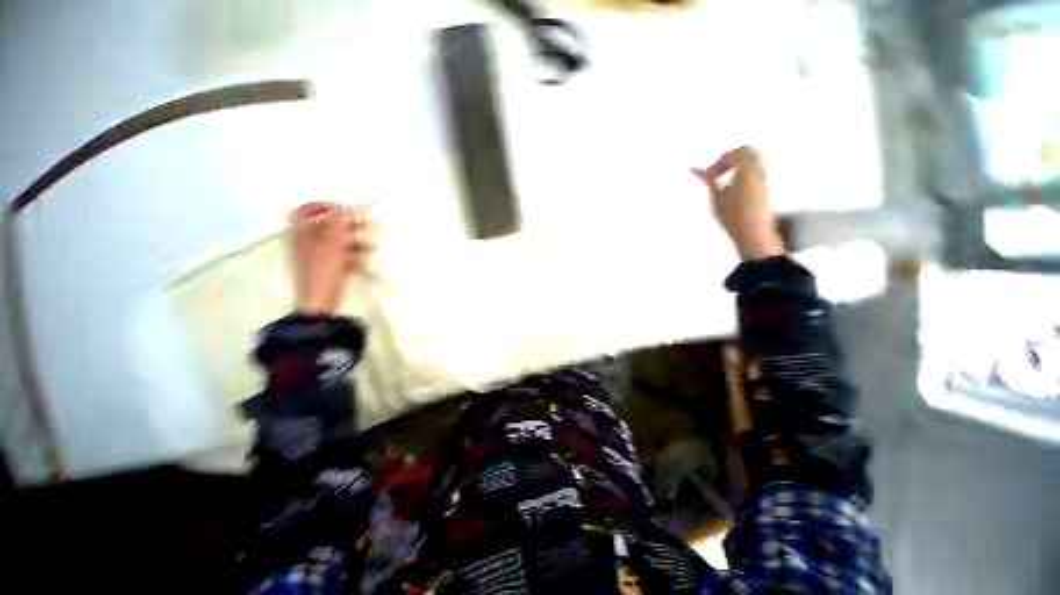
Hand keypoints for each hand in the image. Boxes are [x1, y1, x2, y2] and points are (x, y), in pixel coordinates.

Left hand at [288, 202, 377, 315]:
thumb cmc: (323, 269)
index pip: (309, 208)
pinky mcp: (328, 266)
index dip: (328, 206)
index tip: (346, 210)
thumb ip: (340, 221)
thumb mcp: (332, 242)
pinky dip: (354, 253)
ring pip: (338, 239)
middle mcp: (306, 239)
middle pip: (328, 224)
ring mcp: (317, 254)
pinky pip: (342, 253)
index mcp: (300, 231)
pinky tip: (365, 258)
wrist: (319, 302)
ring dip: (356, 240)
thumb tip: (348, 204)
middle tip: (369, 226)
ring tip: (372, 245)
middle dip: (350, 225)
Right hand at [693, 146, 783, 261]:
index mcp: (748, 169)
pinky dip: (744, 177)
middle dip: (731, 160)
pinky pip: (757, 174)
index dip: (720, 162)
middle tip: (718, 174)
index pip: (735, 153)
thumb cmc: (734, 217)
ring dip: (738, 169)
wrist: (753, 233)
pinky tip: (734, 194)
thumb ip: (707, 181)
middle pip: (748, 153)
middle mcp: (761, 172)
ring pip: (754, 163)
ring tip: (725, 186)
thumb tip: (694, 169)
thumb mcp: (716, 197)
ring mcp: (766, 180)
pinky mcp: (766, 190)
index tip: (711, 175)